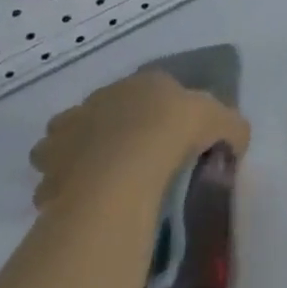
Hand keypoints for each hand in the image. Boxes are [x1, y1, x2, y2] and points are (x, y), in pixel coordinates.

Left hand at [29, 70, 250, 214]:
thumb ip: (233, 128)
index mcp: (143, 83)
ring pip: (65, 141)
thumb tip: (237, 140)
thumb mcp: (223, 122)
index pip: (148, 89)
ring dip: (75, 156)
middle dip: (109, 131)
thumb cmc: (176, 131)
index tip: (167, 135)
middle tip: (130, 160)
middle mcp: (100, 99)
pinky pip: (53, 179)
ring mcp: (68, 132)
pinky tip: (83, 204)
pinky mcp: (49, 168)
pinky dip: (62, 189)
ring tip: (98, 182)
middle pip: (102, 112)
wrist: (127, 167)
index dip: (156, 112)